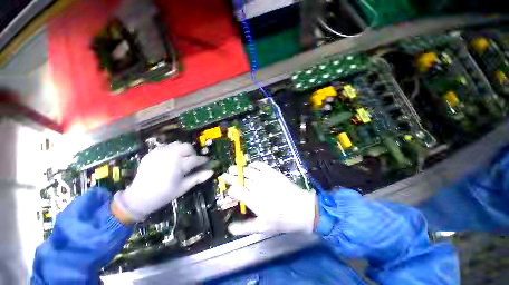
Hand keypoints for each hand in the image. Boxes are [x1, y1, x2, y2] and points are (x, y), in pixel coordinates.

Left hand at [113, 142, 212, 221]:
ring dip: (182, 150)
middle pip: (187, 146)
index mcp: (179, 165)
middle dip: (192, 152)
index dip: (203, 160)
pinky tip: (170, 159)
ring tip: (181, 159)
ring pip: (177, 144)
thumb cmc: (165, 194)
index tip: (206, 161)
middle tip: (191, 160)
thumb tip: (211, 171)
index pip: (196, 159)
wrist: (139, 197)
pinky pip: (166, 146)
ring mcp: (159, 153)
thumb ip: (198, 178)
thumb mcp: (183, 187)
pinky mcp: (152, 153)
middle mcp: (170, 156)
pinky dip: (171, 150)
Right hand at [222, 162, 316, 234]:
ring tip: (233, 168)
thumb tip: (230, 228)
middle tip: (225, 174)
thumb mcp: (263, 228)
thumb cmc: (282, 220)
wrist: (302, 209)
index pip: (237, 191)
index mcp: (254, 201)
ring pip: (249, 170)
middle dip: (231, 176)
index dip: (230, 189)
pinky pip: (261, 165)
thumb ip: (245, 228)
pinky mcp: (274, 173)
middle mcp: (258, 187)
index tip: (228, 190)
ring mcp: (266, 178)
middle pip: (241, 179)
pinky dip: (254, 164)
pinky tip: (250, 165)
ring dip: (240, 169)